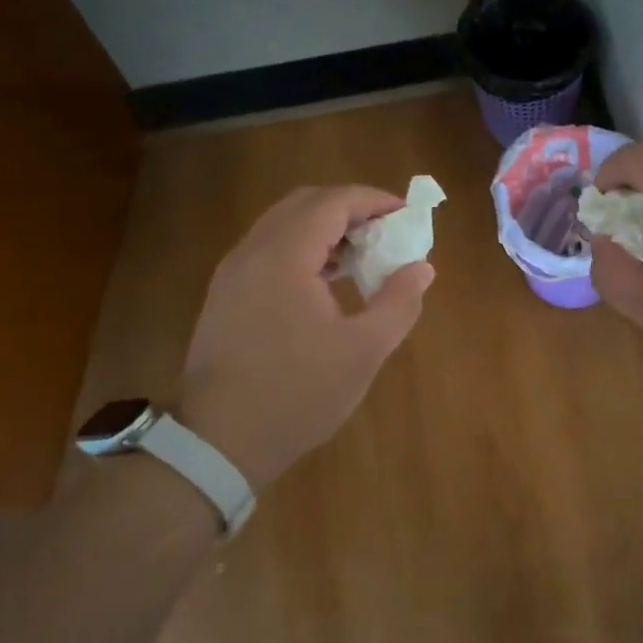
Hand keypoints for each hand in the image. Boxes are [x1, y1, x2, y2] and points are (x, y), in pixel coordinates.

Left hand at [177, 185, 433, 489]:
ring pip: (282, 226)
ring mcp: (232, 273)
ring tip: (361, 258)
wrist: (220, 442)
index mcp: (284, 257)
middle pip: (304, 204)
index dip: (373, 200)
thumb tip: (422, 268)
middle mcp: (252, 252)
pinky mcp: (225, 295)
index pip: (332, 202)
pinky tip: (325, 282)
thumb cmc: (297, 394)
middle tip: (385, 233)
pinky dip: (301, 249)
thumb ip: (399, 302)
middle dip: (349, 209)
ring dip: (324, 229)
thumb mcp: (363, 352)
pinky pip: (268, 250)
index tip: (406, 215)